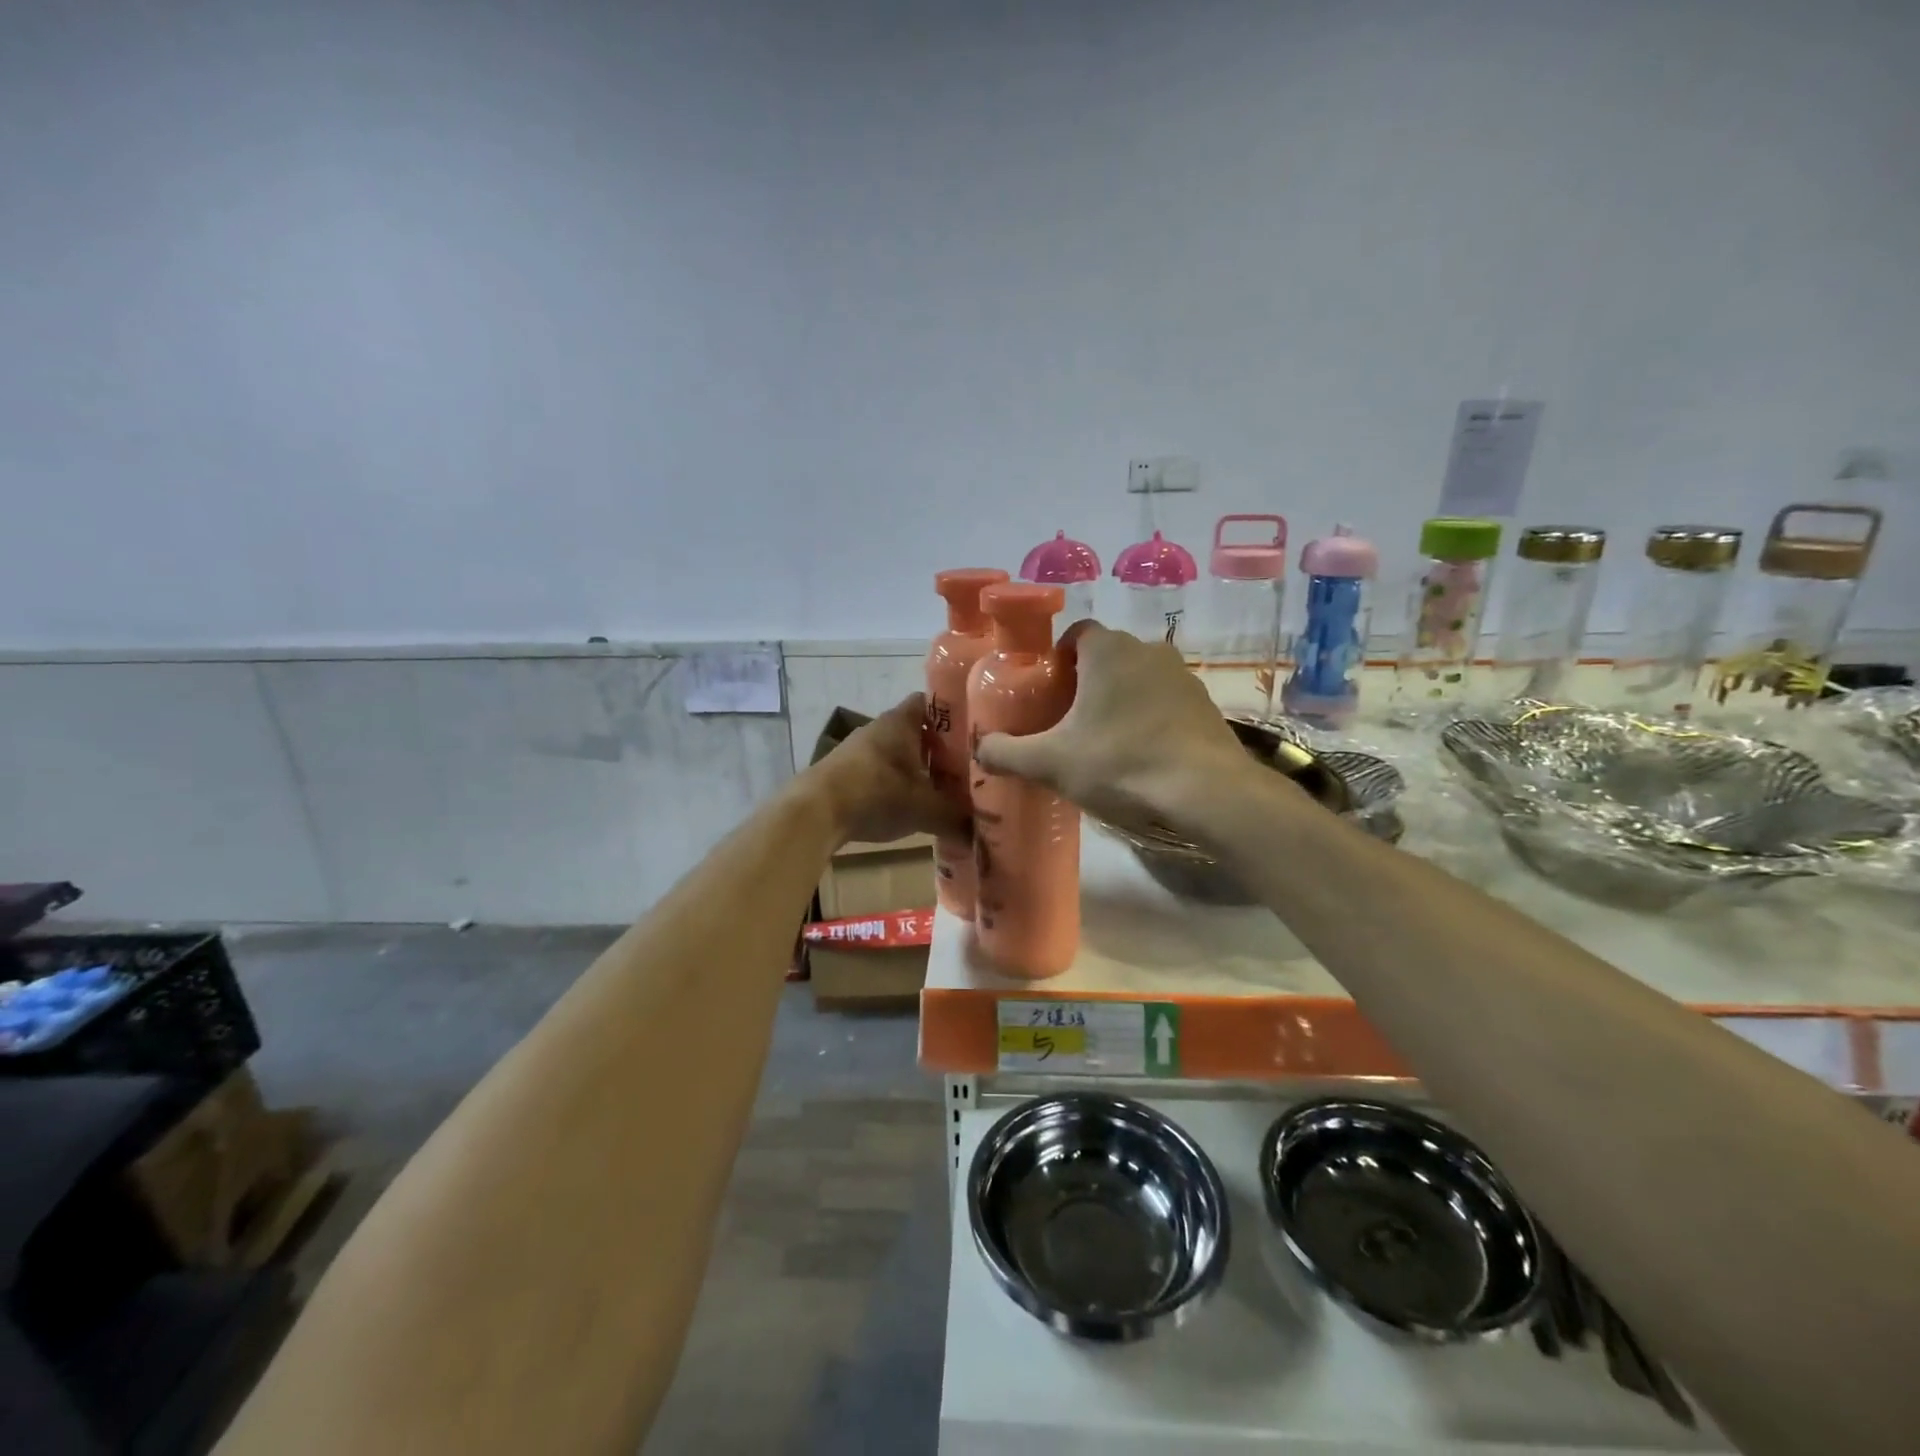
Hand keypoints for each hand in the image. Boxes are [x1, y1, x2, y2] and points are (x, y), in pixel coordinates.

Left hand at [808, 694, 968, 844]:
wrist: (814, 811)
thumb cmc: (876, 794)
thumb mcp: (924, 809)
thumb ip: (956, 819)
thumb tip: (981, 835)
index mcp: (901, 722)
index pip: (932, 703)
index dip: (954, 714)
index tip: (975, 732)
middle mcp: (879, 729)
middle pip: (917, 731)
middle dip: (941, 749)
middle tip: (967, 769)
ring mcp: (859, 750)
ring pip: (898, 753)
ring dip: (917, 769)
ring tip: (942, 791)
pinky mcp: (845, 772)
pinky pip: (881, 771)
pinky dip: (896, 784)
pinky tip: (908, 806)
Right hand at [974, 622, 1252, 832]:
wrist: (1205, 792)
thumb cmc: (1120, 763)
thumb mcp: (1051, 763)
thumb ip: (1008, 752)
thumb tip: (979, 748)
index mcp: (1108, 650)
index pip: (1075, 634)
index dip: (1056, 660)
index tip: (1047, 693)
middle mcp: (1148, 650)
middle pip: (1106, 657)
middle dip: (1086, 684)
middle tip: (1067, 722)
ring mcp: (1183, 676)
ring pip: (1138, 679)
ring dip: (1120, 701)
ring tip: (1105, 743)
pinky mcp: (1206, 705)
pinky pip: (1166, 702)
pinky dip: (1150, 719)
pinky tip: (1142, 756)